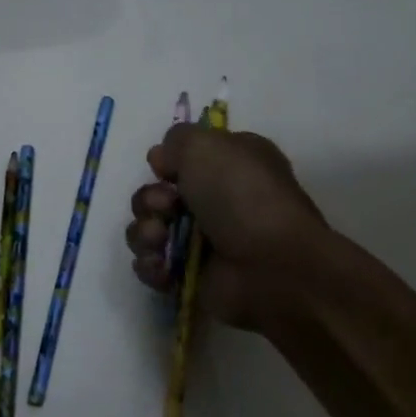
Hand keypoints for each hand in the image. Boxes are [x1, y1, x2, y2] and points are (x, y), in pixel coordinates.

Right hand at [124, 125, 330, 331]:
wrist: (270, 267)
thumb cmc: (242, 197)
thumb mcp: (207, 146)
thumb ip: (176, 140)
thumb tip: (161, 160)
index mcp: (229, 165)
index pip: (183, 159)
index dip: (166, 163)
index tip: (164, 169)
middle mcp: (215, 201)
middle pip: (156, 195)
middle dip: (150, 200)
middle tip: (166, 207)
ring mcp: (201, 242)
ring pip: (147, 229)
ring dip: (145, 232)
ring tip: (160, 239)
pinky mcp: (188, 276)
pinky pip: (150, 266)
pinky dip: (151, 265)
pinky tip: (163, 266)